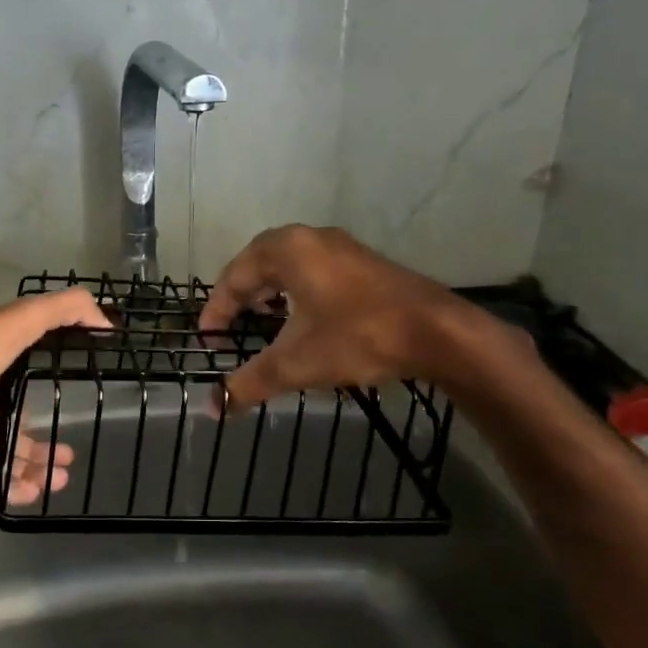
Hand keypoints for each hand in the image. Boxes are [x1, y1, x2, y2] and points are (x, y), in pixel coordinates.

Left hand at [0, 288, 112, 503]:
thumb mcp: (19, 322)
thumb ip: (63, 312)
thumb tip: (106, 321)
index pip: (21, 370)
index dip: (47, 388)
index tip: (74, 406)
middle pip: (11, 416)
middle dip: (39, 440)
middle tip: (67, 460)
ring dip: (26, 463)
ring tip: (55, 482)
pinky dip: (1, 480)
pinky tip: (27, 493)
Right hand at [197, 225, 511, 409]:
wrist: (438, 332)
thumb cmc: (358, 336)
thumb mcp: (296, 363)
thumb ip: (249, 383)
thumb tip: (212, 409)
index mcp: (287, 249)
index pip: (234, 276)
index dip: (217, 310)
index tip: (208, 340)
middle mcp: (311, 238)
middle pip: (259, 263)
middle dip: (241, 296)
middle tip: (229, 327)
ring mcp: (342, 248)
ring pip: (289, 265)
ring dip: (269, 291)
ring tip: (262, 320)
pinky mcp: (364, 264)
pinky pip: (314, 270)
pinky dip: (297, 291)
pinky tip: (304, 318)